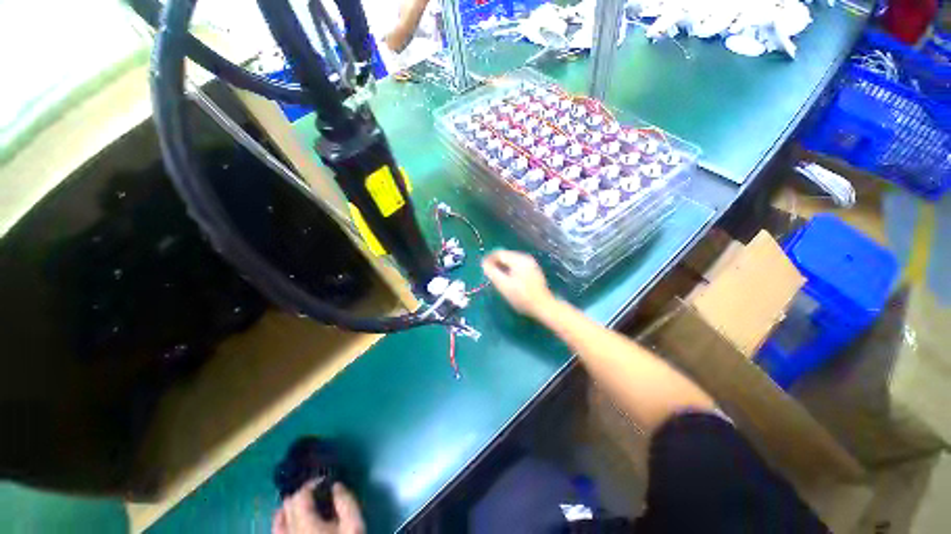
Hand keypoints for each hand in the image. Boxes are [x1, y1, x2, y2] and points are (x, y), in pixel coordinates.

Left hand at [272, 481, 364, 533]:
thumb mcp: (354, 525)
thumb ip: (346, 502)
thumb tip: (336, 485)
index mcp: (306, 524)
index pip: (301, 494)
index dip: (313, 483)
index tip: (327, 481)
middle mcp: (289, 533)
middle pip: (288, 504)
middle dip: (302, 494)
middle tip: (319, 492)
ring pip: (279, 519)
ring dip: (290, 507)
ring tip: (305, 504)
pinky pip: (277, 532)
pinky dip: (282, 522)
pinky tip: (290, 520)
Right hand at [482, 250, 555, 319]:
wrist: (543, 306)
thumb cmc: (522, 297)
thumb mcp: (504, 285)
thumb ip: (492, 272)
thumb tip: (483, 263)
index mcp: (518, 259)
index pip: (499, 253)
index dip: (488, 259)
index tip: (482, 268)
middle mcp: (525, 258)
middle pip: (506, 255)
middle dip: (496, 263)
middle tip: (489, 275)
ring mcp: (531, 263)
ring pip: (511, 261)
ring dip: (503, 267)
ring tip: (498, 278)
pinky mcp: (533, 270)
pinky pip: (518, 266)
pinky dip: (510, 270)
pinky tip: (509, 281)